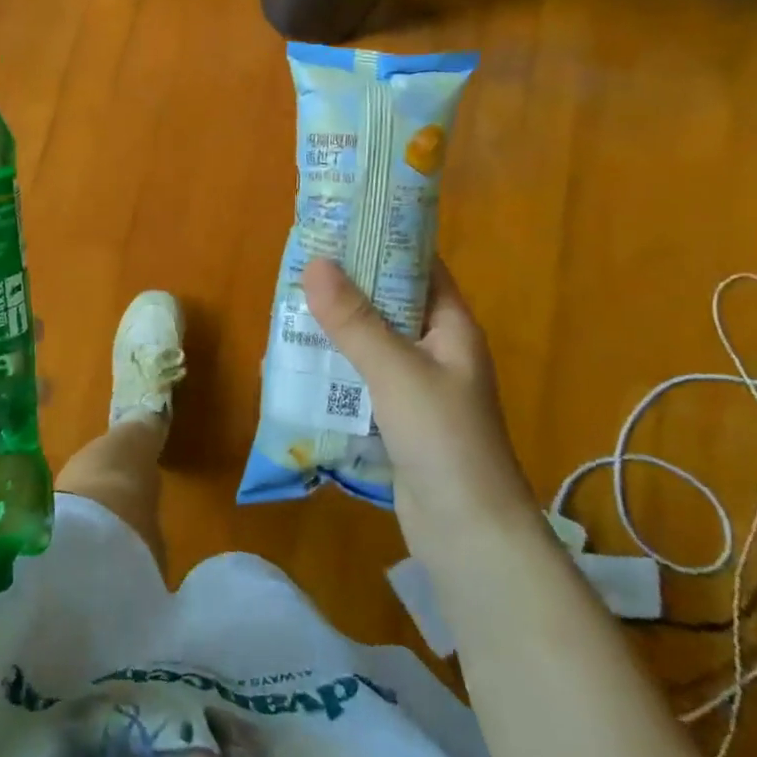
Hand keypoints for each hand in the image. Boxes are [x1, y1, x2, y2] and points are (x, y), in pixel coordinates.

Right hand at [301, 258, 539, 565]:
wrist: (468, 534)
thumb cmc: (444, 440)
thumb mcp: (396, 371)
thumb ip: (355, 320)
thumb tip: (316, 263)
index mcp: (452, 327)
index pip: (420, 266)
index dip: (384, 241)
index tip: (340, 223)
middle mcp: (437, 350)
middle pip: (389, 303)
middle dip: (347, 285)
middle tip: (299, 265)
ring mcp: (417, 387)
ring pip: (371, 342)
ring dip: (335, 328)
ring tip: (288, 308)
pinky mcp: (397, 419)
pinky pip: (361, 380)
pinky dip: (334, 368)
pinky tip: (297, 365)